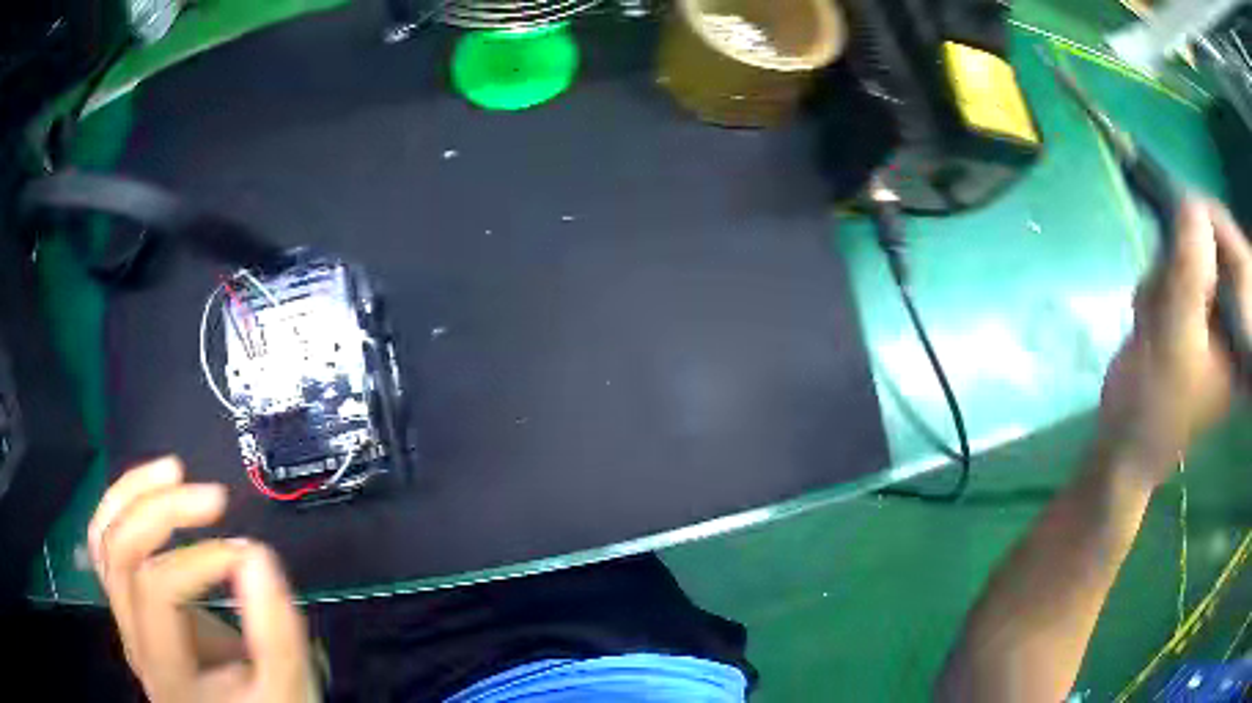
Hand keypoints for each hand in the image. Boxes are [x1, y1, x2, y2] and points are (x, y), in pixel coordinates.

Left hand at [88, 456, 317, 701]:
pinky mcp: (133, 607)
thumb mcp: (285, 690)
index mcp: (165, 668)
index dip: (202, 559)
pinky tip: (151, 490)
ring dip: (134, 495)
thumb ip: (276, 634)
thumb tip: (253, 553)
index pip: (159, 588)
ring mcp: (126, 621)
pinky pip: (109, 545)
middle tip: (212, 497)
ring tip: (173, 471)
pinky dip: (124, 506)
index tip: (249, 556)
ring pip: (104, 539)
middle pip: (119, 552)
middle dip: (161, 510)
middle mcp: (133, 639)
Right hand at [1097, 198, 1251, 487]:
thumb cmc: (1155, 402)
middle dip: (1181, 262)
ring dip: (1165, 277)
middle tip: (1163, 295)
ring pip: (1191, 260)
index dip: (1209, 222)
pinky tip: (1151, 319)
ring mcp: (1213, 318)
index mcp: (1242, 333)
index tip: (1177, 207)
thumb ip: (1189, 267)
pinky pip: (1177, 275)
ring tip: (1153, 318)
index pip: (1236, 252)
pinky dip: (1159, 287)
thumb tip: (1189, 200)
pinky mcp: (1193, 317)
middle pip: (1213, 251)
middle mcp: (1233, 320)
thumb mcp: (1177, 333)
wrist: (1125, 444)